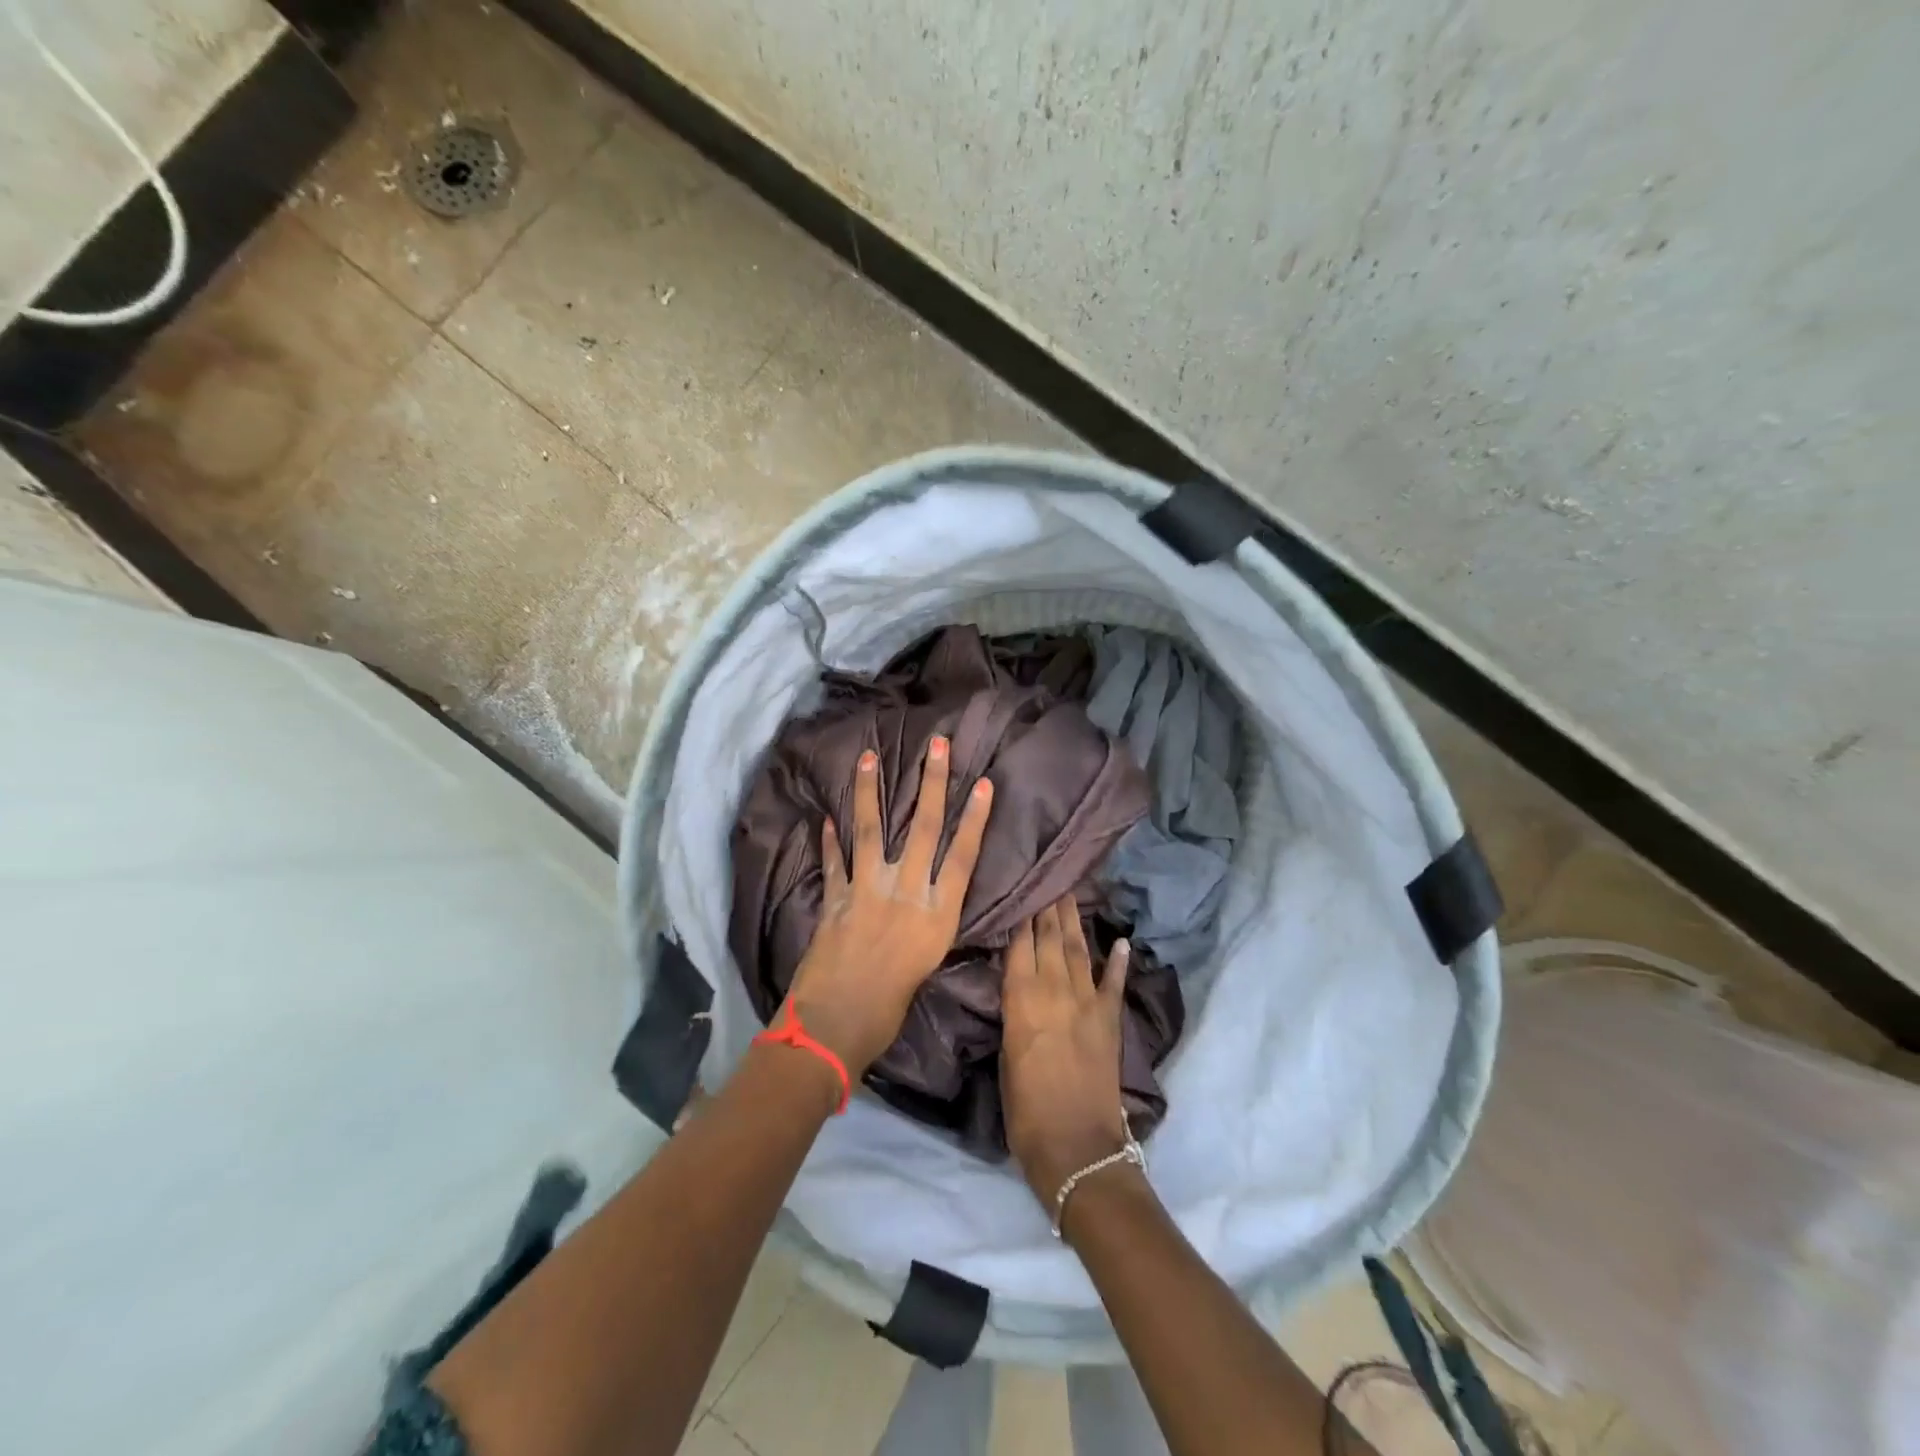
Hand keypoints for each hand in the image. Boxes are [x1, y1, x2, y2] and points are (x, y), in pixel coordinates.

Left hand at [781, 736, 993, 1079]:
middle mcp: (907, 893)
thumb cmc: (889, 1010)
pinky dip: (830, 840)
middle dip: (932, 784)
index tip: (983, 784)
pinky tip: (825, 819)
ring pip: (872, 830)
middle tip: (937, 746)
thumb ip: (927, 926)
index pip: (963, 856)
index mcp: (937, 915)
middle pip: (923, 829)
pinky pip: (834, 862)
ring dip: (871, 792)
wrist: (836, 1026)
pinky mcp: (835, 898)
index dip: (975, 819)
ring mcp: (868, 891)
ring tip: (869, 757)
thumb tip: (925, 903)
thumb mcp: (926, 965)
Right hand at [1001, 895, 1132, 1205]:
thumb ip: (1013, 1013)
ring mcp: (1086, 1003)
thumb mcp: (1005, 1055)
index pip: (1020, 945)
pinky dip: (1118, 961)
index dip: (1023, 916)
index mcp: (1021, 1000)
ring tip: (1071, 893)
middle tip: (1049, 877)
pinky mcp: (1110, 1021)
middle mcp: (1054, 991)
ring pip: (1078, 951)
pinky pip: (1114, 983)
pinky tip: (1120, 941)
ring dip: (1075, 922)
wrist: (1076, 1146)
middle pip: (1050, 939)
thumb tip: (1017, 985)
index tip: (1024, 887)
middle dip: (1048, 907)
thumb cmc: (1025, 1109)